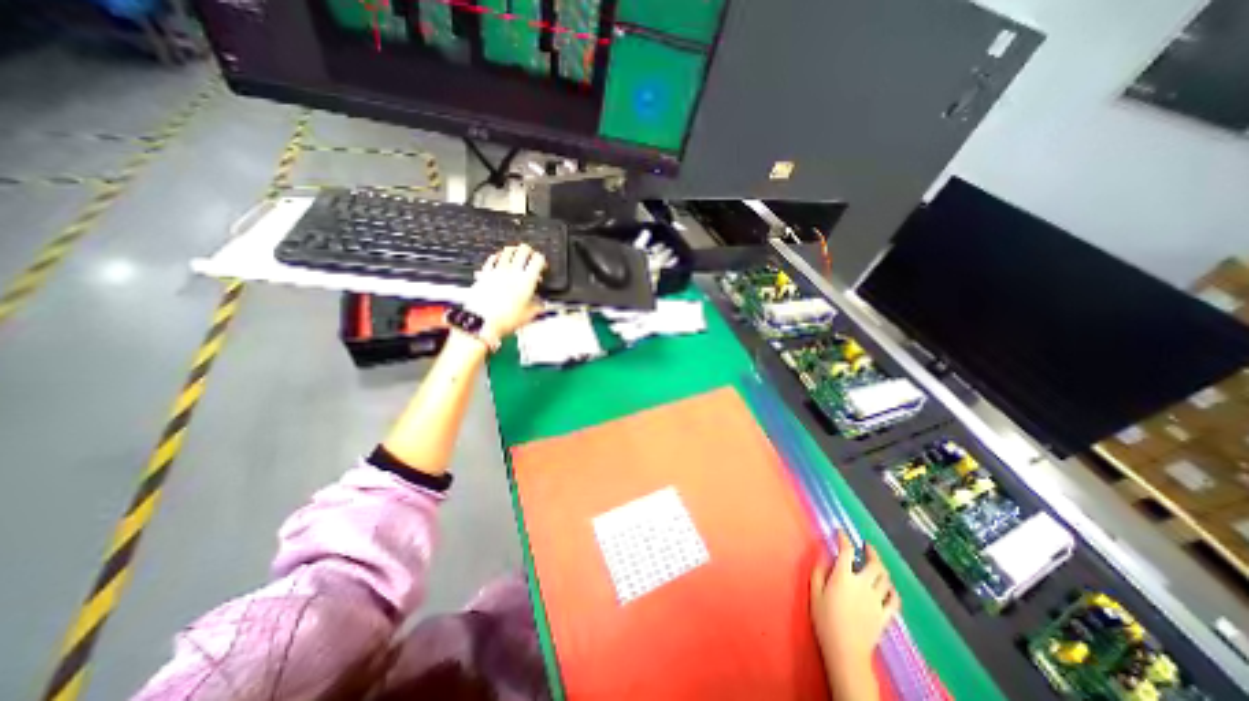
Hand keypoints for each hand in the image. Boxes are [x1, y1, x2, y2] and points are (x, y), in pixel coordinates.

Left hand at [466, 244, 544, 338]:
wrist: (482, 322)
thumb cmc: (505, 319)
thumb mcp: (529, 315)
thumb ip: (538, 306)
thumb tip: (541, 303)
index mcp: (526, 280)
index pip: (538, 259)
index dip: (542, 261)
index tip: (542, 266)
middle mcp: (512, 271)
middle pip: (523, 250)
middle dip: (529, 252)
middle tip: (530, 257)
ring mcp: (497, 271)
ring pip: (507, 250)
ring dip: (514, 251)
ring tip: (516, 256)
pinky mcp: (485, 273)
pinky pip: (492, 258)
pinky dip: (498, 256)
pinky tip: (499, 260)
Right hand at [812, 533, 897, 675]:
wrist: (845, 651)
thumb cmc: (825, 619)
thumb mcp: (814, 592)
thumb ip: (819, 571)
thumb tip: (823, 555)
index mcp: (844, 576)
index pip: (846, 551)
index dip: (844, 538)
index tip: (841, 532)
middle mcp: (863, 584)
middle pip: (874, 564)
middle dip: (871, 551)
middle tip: (866, 545)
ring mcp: (877, 601)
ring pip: (886, 579)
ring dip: (882, 568)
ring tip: (876, 563)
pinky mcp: (885, 616)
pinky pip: (894, 600)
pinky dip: (892, 590)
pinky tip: (889, 587)